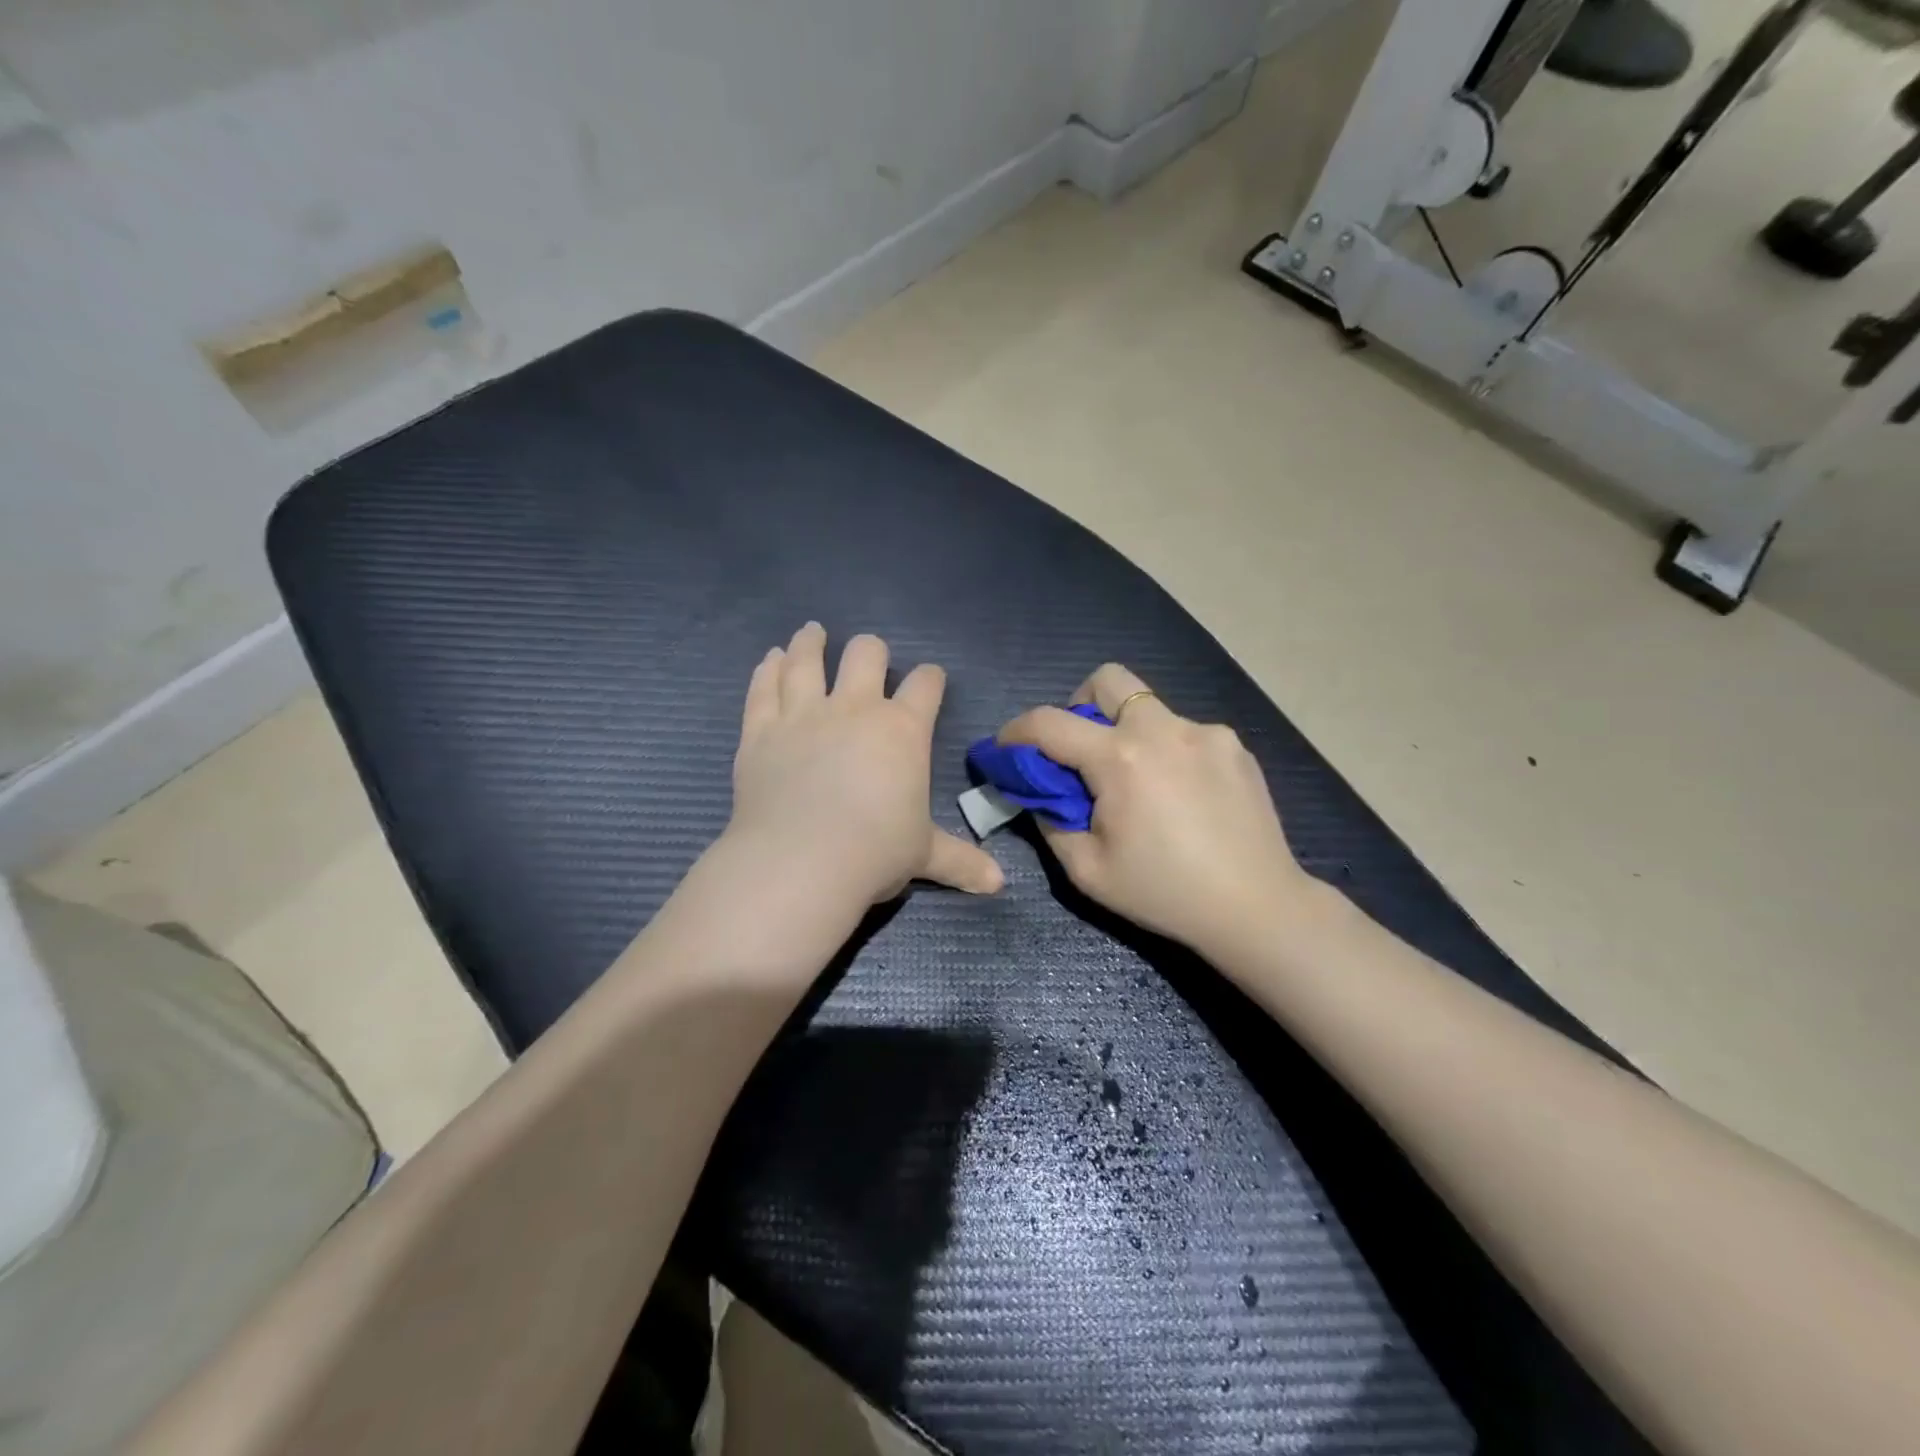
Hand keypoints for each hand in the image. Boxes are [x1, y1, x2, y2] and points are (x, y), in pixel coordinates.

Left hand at [727, 623, 1003, 909]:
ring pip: (806, 660)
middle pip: (867, 655)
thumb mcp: (923, 856)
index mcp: (902, 730)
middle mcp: (854, 709)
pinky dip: (767, 669)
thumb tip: (999, 884)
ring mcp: (803, 714)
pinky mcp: (761, 730)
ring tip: (812, 632)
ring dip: (811, 643)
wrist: (801, 861)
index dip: (931, 678)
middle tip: (870, 655)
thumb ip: (961, 861)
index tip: (930, 679)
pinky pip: (763, 687)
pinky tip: (770, 658)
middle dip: (872, 651)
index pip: (925, 686)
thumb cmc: (874, 853)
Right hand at [997, 664, 1310, 956]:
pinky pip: (1185, 734)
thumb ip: (1051, 820)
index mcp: (1121, 758)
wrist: (1257, 907)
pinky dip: (1168, 752)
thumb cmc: (1164, 893)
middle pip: (1108, 679)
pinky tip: (1182, 797)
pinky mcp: (1235, 746)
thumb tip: (1040, 792)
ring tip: (1141, 785)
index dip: (1016, 731)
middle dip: (1080, 704)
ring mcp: (1206, 733)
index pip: (1049, 723)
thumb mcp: (1087, 870)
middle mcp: (1163, 729)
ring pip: (1150, 709)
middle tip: (1082, 751)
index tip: (1006, 748)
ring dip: (1129, 734)